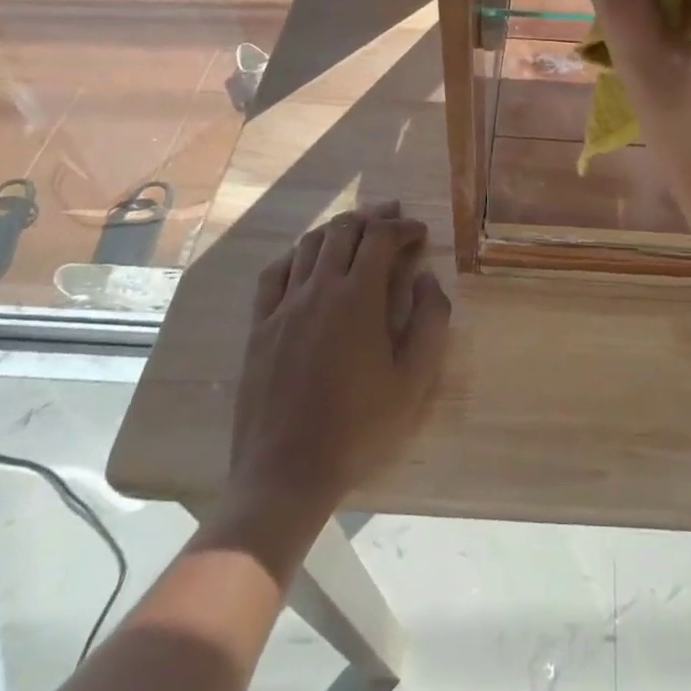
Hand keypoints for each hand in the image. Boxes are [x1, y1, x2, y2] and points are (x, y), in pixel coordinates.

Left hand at [219, 202, 451, 531]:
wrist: (286, 473)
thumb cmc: (359, 427)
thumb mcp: (414, 380)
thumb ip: (430, 321)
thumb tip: (427, 279)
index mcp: (357, 297)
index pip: (380, 238)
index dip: (403, 227)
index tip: (419, 233)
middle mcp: (318, 288)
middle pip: (343, 231)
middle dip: (372, 218)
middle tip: (392, 217)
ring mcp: (283, 305)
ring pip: (309, 245)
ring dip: (337, 229)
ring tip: (355, 231)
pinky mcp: (260, 325)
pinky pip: (274, 272)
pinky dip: (296, 254)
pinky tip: (306, 260)